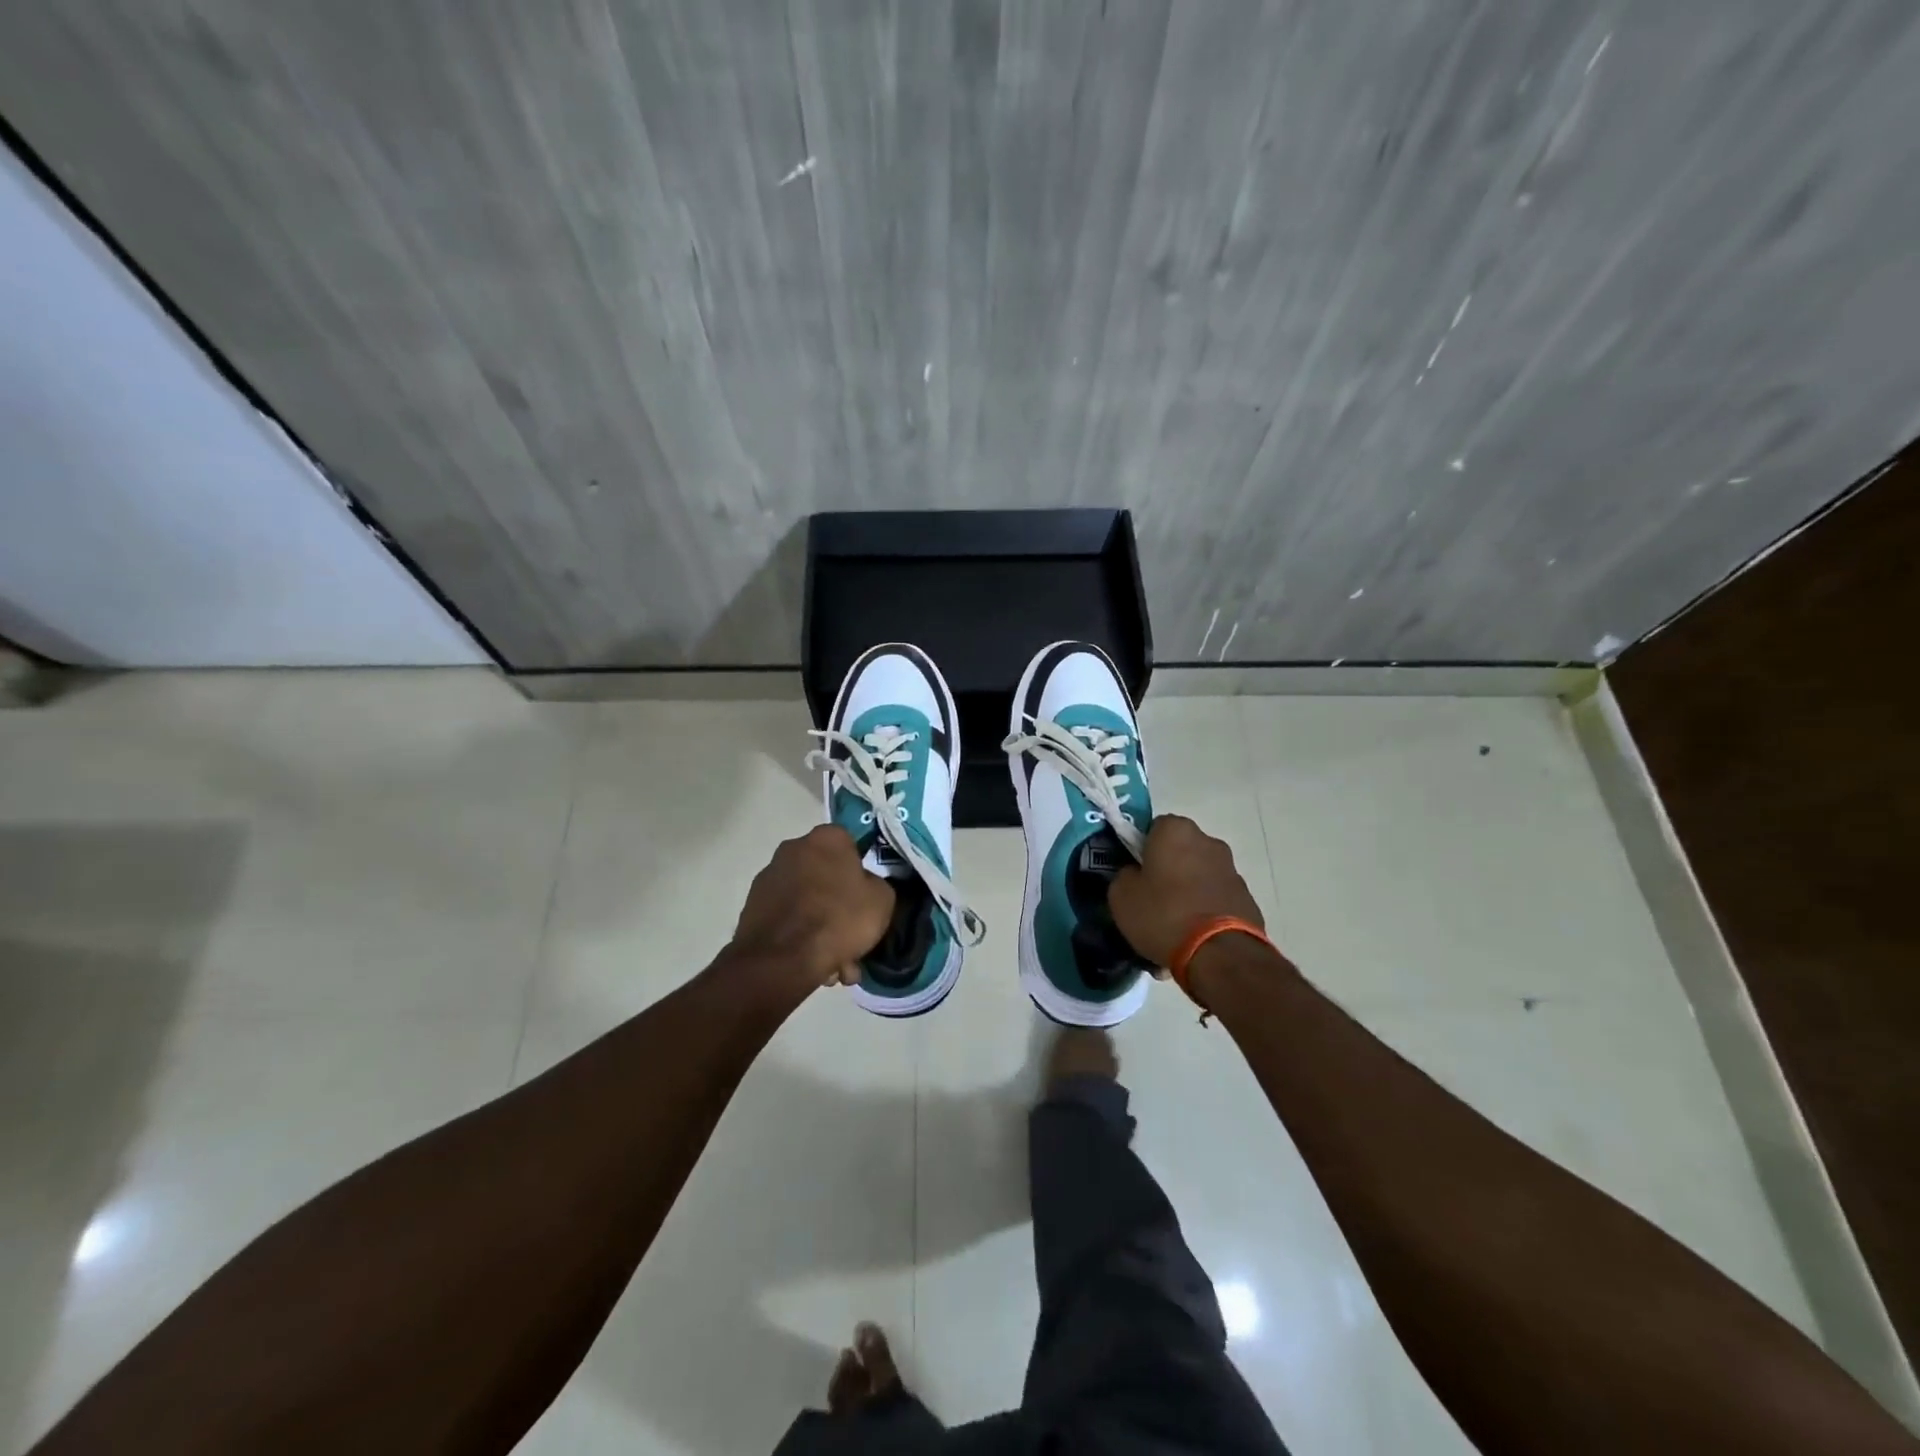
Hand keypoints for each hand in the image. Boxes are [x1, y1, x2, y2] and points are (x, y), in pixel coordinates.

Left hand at [730, 825, 895, 990]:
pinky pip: (788, 917)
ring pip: (806, 900)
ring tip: (834, 963)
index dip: (860, 870)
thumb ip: (875, 884)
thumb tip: (864, 886)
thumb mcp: (882, 900)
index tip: (866, 895)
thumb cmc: (839, 919)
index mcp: (826, 838)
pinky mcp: (752, 906)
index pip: (850, 844)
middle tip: (851, 935)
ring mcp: (769, 876)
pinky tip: (813, 964)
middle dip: (838, 903)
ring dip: (820, 925)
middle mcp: (793, 848)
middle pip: (825, 874)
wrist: (781, 960)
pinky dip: (799, 935)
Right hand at [1109, 815, 1264, 967]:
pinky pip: (1214, 898)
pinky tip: (1192, 937)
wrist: (1221, 954)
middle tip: (1151, 898)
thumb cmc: (1164, 914)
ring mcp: (1231, 869)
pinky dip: (1204, 910)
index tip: (1134, 873)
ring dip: (1187, 891)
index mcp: (1175, 830)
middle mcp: (1208, 841)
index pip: (1152, 827)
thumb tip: (1135, 875)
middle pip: (1179, 851)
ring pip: (1198, 876)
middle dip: (1167, 870)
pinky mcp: (1246, 897)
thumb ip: (1124, 876)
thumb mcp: (1121, 896)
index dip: (1140, 849)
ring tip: (1173, 926)